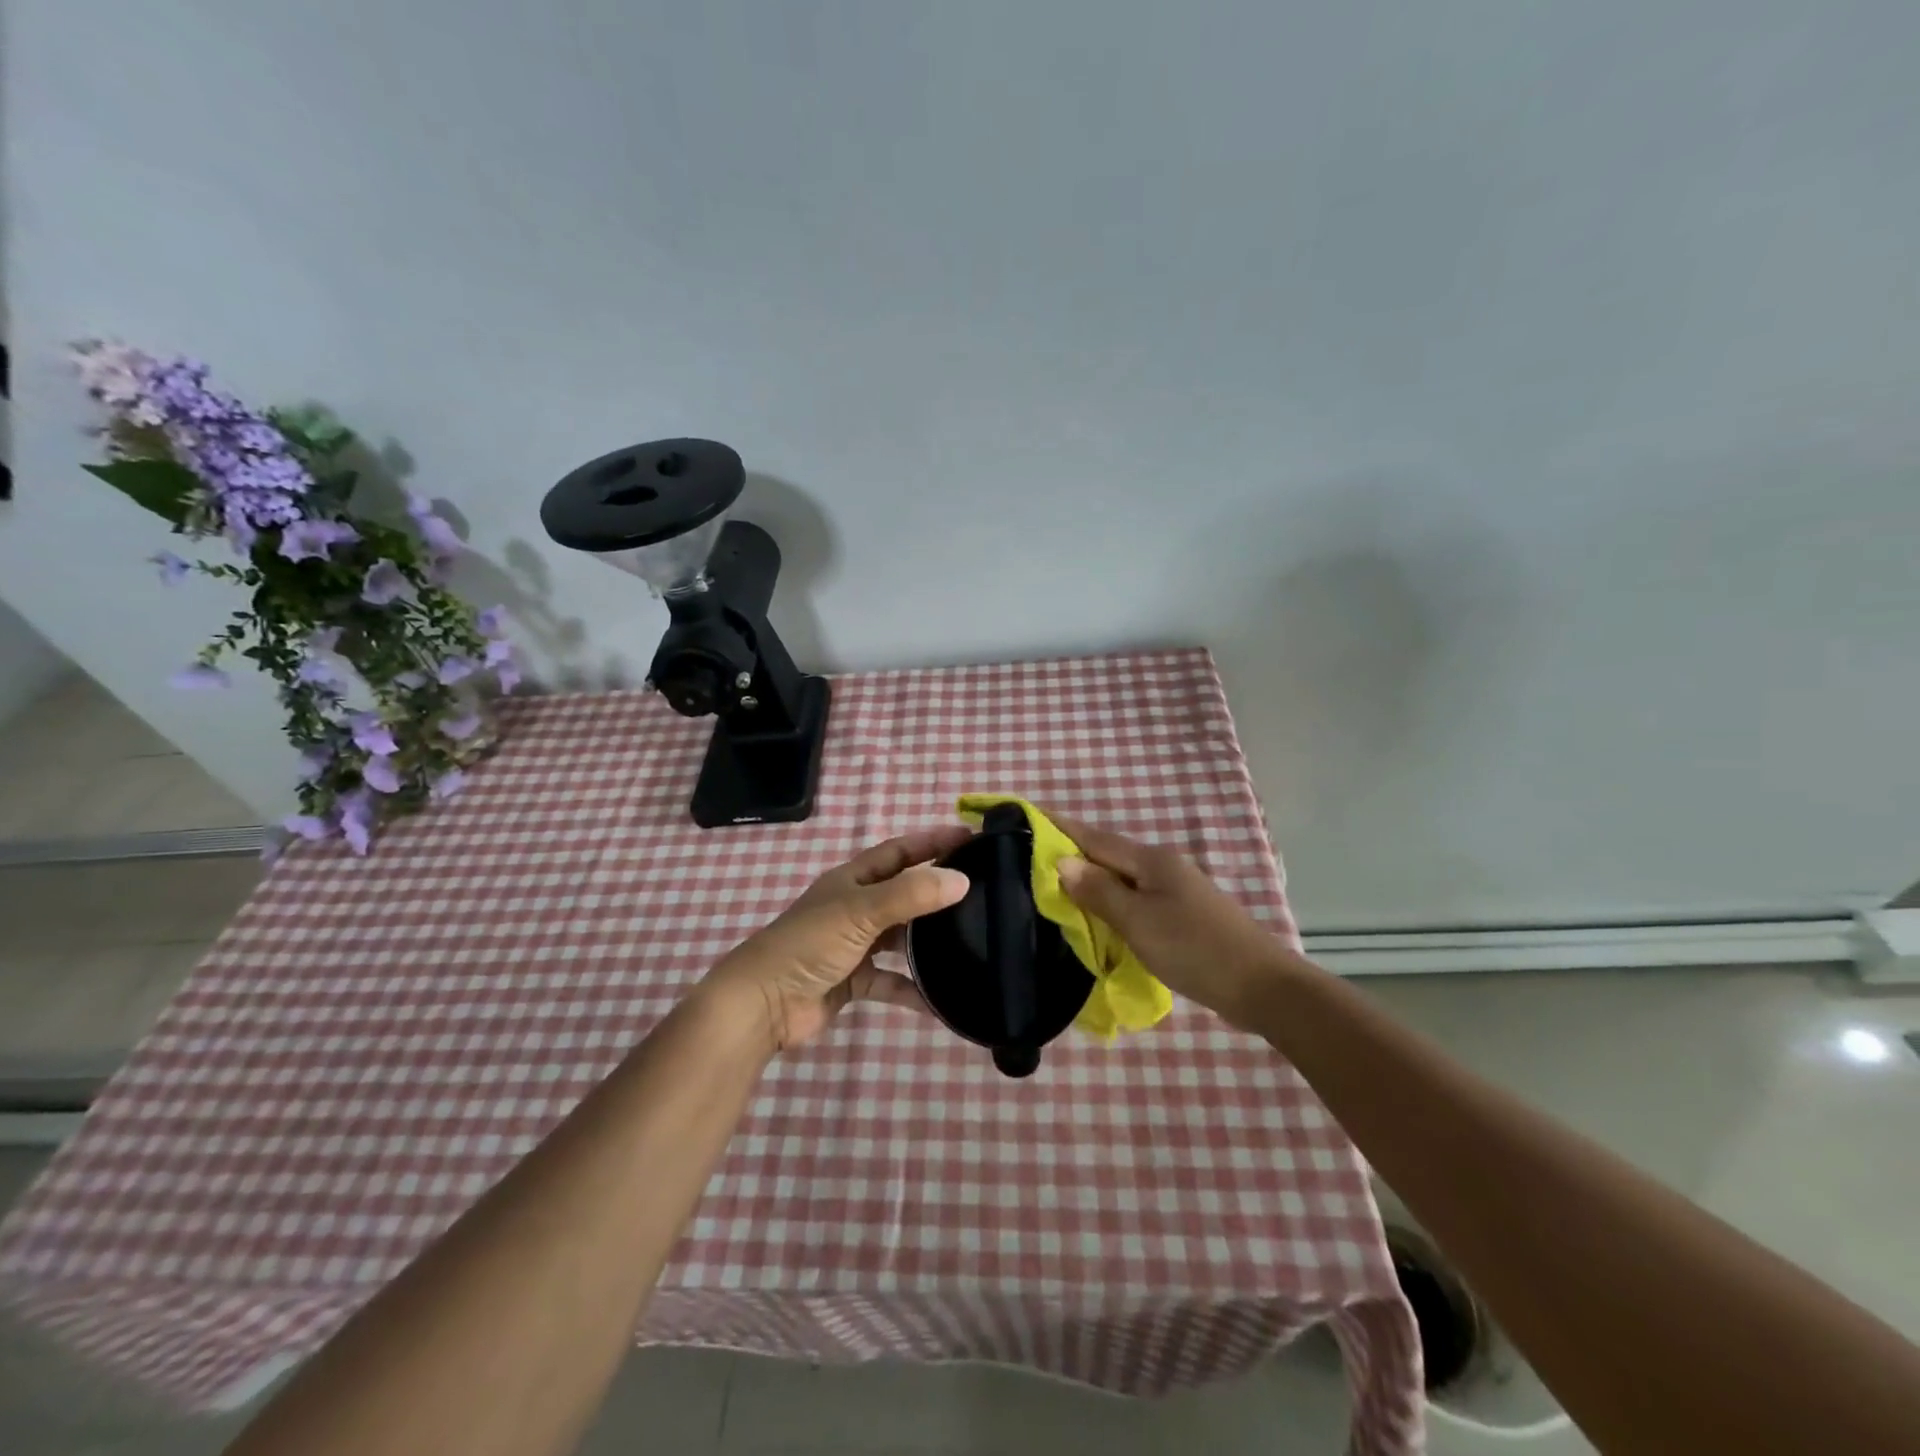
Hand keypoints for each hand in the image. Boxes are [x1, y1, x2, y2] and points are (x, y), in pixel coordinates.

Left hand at [701, 825, 972, 1052]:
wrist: (763, 1004)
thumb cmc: (809, 944)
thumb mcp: (861, 911)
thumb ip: (911, 895)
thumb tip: (962, 880)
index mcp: (853, 880)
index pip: (900, 851)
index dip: (932, 842)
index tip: (971, 839)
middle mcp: (855, 907)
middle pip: (904, 893)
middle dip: (937, 891)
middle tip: (981, 892)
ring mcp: (854, 945)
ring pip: (900, 938)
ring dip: (928, 942)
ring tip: (970, 941)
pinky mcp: (854, 981)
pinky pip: (892, 982)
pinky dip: (914, 990)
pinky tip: (942, 1000)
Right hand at [1050, 813, 1303, 1031]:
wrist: (1261, 987)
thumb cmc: (1194, 949)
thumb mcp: (1138, 921)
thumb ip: (1099, 891)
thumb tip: (1062, 862)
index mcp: (1150, 860)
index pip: (1094, 838)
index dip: (1061, 827)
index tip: (1029, 815)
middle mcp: (1162, 867)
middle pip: (1107, 856)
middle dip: (1072, 854)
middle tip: (1030, 860)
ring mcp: (1175, 891)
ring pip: (1121, 880)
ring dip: (1091, 882)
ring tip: (1055, 889)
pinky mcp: (1182, 916)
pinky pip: (1135, 901)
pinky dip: (1111, 904)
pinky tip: (1098, 918)